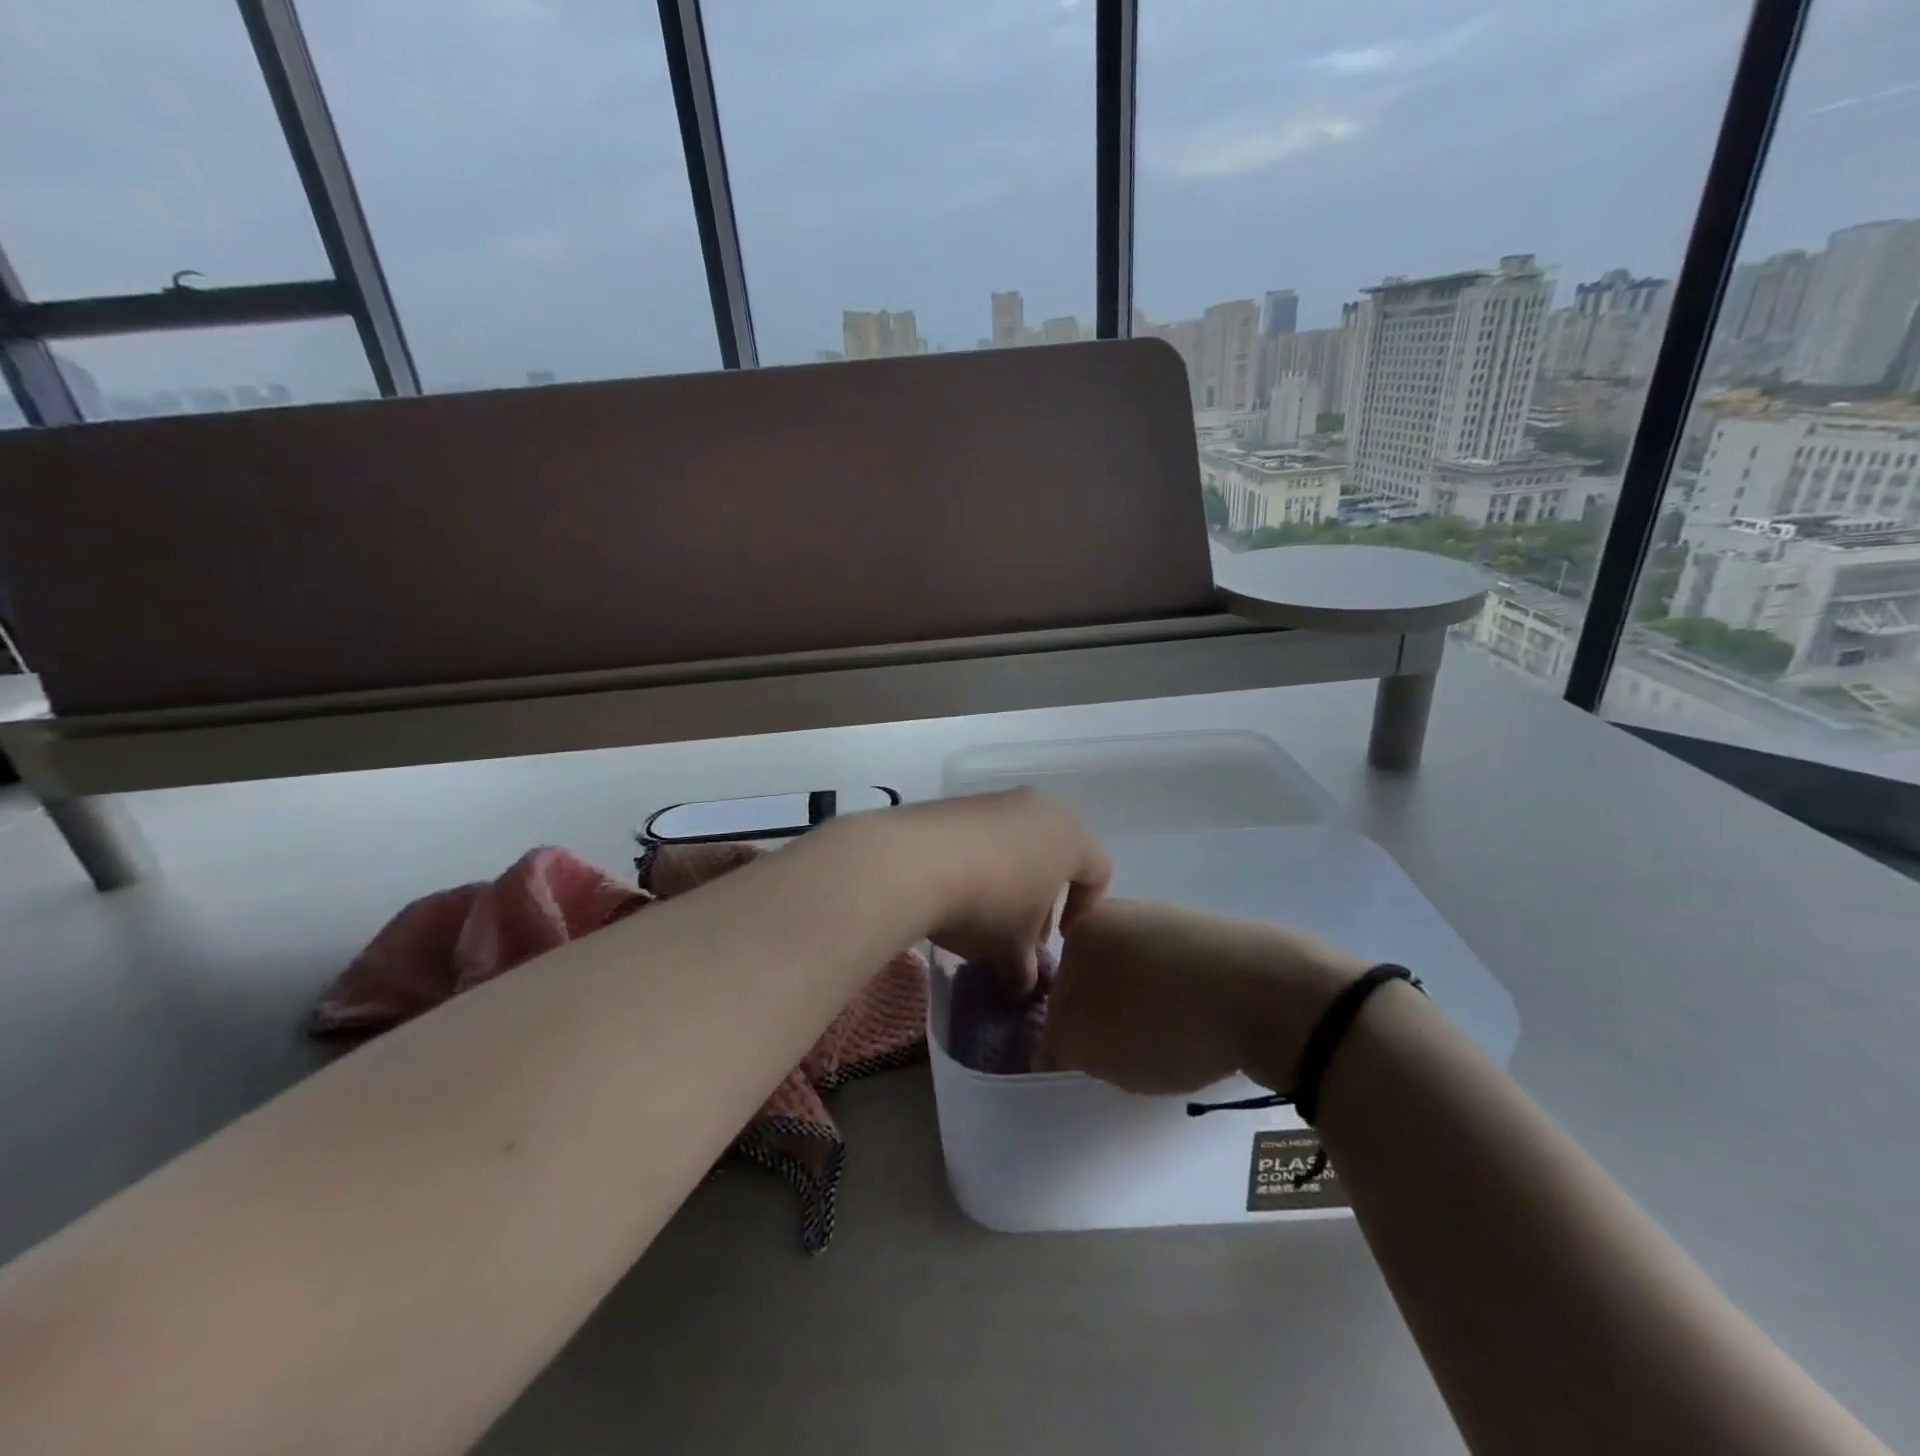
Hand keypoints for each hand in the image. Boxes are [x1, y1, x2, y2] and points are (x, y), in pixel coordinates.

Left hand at [875, 789, 1110, 987]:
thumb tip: (1022, 983)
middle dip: (1042, 897)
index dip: (1084, 910)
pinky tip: (955, 888)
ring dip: (1009, 878)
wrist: (913, 861)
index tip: (1058, 939)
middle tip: (1021, 932)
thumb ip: (1024, 967)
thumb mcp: (1010, 948)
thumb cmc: (987, 904)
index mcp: (1070, 838)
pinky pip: (982, 834)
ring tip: (984, 913)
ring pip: (1018, 842)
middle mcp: (1039, 809)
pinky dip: (979, 860)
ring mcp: (996, 800)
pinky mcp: (958, 802)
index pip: (1098, 872)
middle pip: (1056, 855)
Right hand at [1037, 898, 1367, 1094]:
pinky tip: (1200, 1032)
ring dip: (1143, 1015)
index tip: (1085, 1062)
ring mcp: (1172, 920)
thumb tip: (1050, 1045)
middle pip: (1097, 980)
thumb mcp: (1089, 1046)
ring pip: (1139, 980)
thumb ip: (1055, 1045)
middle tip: (1124, 1059)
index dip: (1065, 1032)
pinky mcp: (1214, 940)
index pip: (1054, 988)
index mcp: (1085, 927)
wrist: (1271, 995)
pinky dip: (1181, 1008)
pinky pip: (1180, 981)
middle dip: (1104, 1019)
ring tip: (1168, 1050)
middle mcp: (1123, 912)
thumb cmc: (1162, 1019)